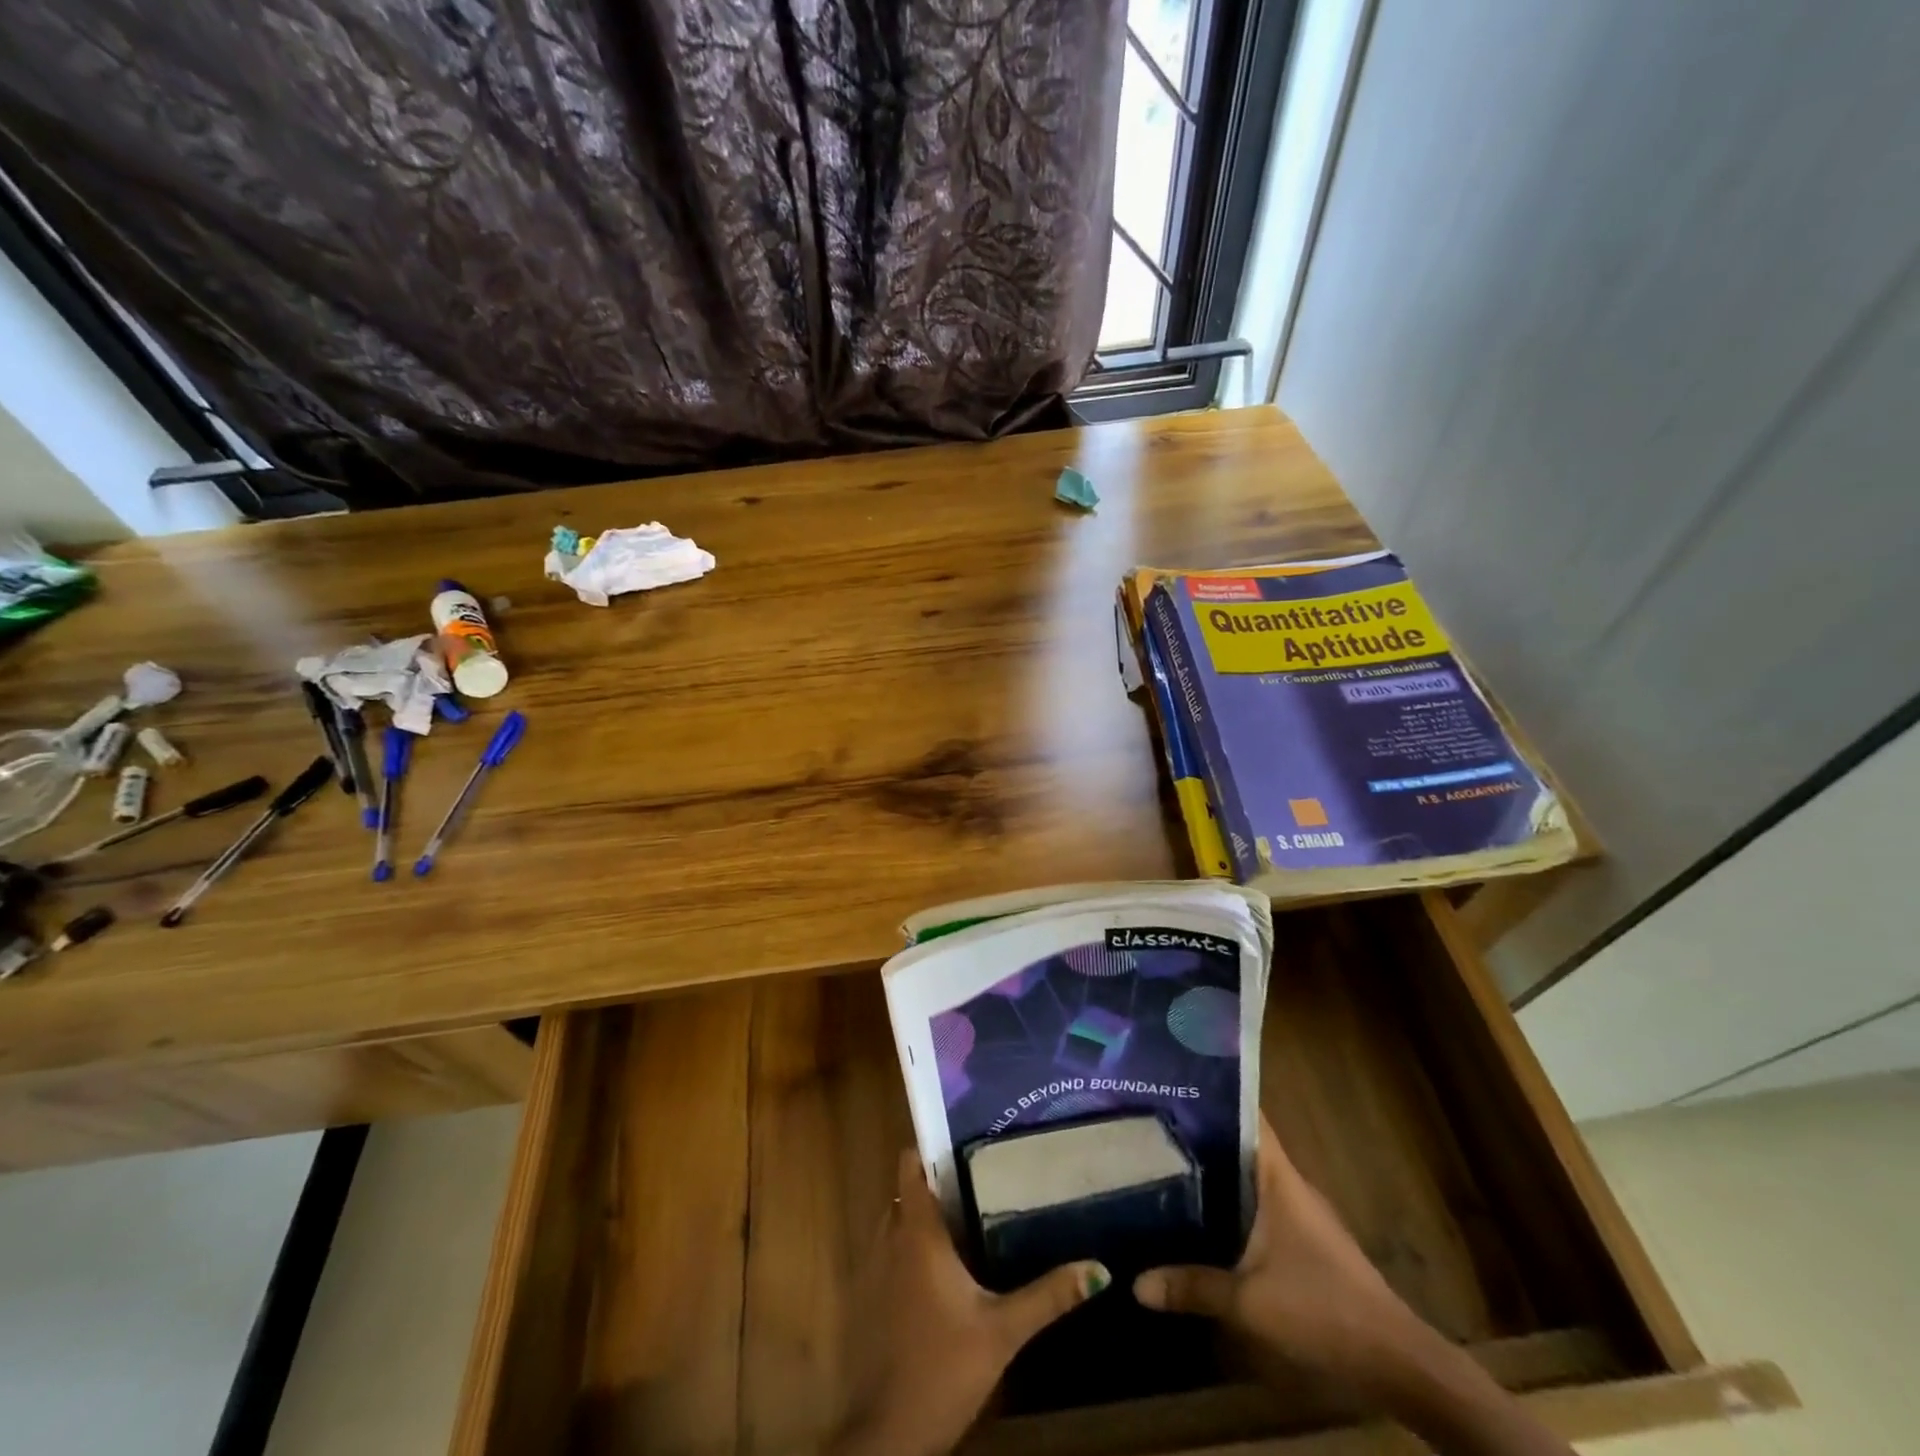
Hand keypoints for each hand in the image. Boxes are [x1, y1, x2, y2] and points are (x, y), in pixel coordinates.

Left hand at [829, 1150, 1110, 1455]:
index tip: (959, 1138)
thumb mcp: (1003, 1331)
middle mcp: (889, 1238)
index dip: (928, 1147)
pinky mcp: (867, 1301)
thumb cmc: (943, 1369)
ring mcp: (872, 1270)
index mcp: (917, 1233)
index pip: (910, 1166)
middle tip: (976, 1178)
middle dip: (934, 1184)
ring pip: (894, 1223)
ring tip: (964, 1215)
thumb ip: (1048, 1296)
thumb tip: (1099, 1268)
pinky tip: (940, 1269)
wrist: (887, 1437)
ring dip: (920, 1218)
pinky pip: (887, 1254)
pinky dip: (907, 1249)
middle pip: (905, 1192)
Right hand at [1133, 1115, 1432, 1400]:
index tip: (1173, 1079)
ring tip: (1162, 1158)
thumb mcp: (1249, 1302)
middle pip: (1240, 1143)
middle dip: (1200, 1131)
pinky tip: (1199, 1210)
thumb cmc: (1322, 1309)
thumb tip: (1136, 1283)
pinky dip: (1228, 1199)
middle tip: (1149, 1120)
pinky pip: (1256, 1203)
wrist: (1394, 1360)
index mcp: (1278, 1176)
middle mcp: (1288, 1183)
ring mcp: (1298, 1212)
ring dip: (1213, 1168)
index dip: (1214, 1093)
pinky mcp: (1301, 1239)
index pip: (1247, 1115)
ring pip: (1247, 1175)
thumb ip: (1192, 1287)